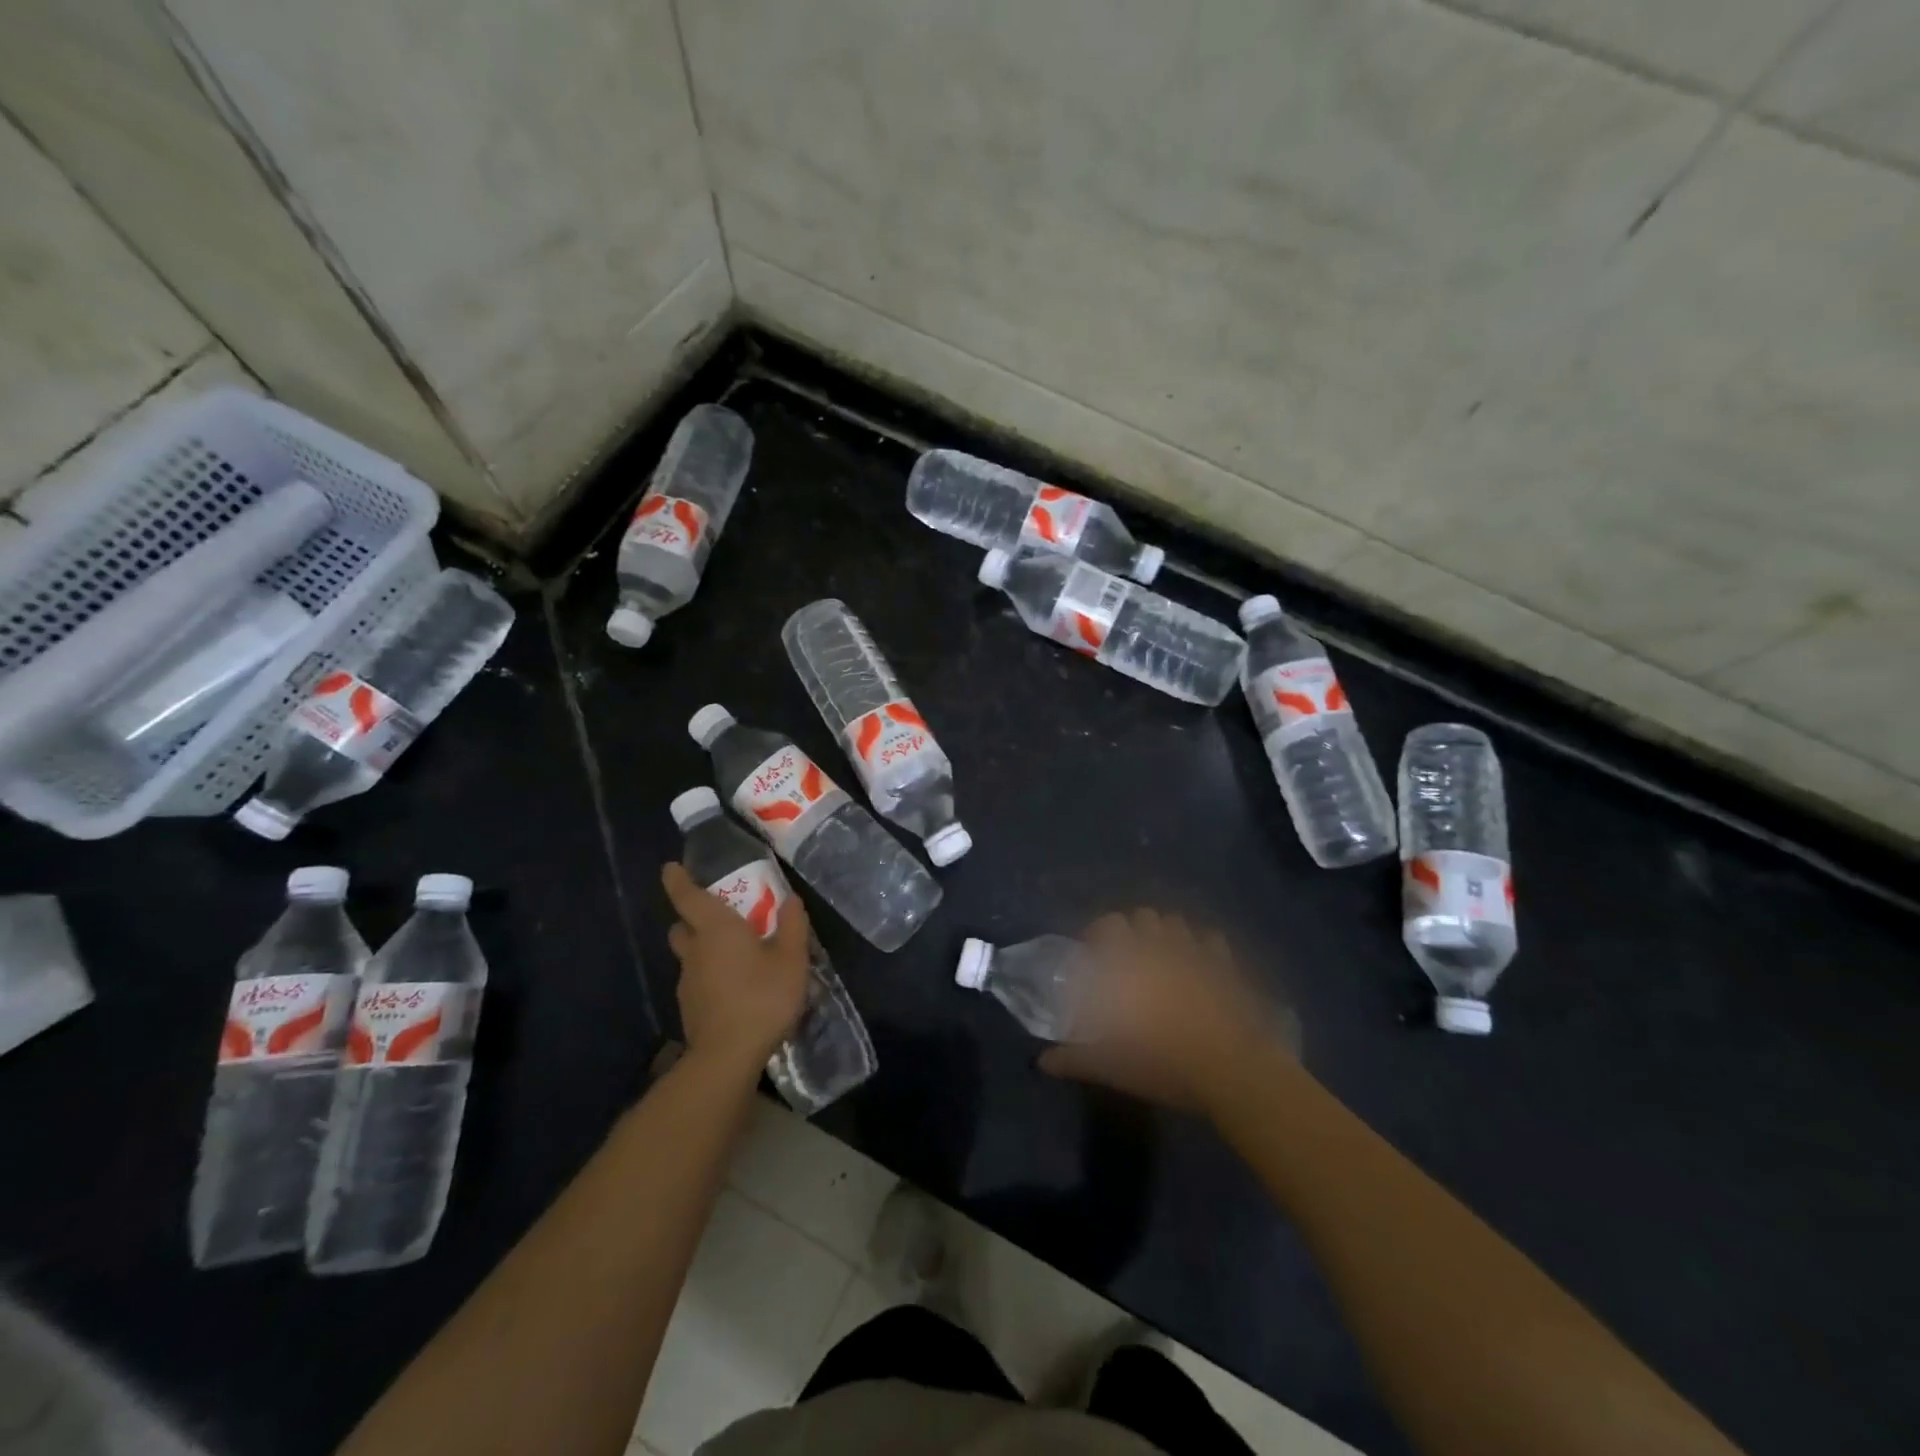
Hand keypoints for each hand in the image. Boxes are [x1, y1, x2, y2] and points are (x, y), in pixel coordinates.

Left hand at [661, 862, 812, 1075]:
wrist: (728, 1056)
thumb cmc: (762, 997)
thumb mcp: (792, 959)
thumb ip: (793, 926)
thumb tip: (790, 899)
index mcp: (716, 929)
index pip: (687, 897)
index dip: (677, 880)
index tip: (670, 868)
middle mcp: (695, 950)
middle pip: (682, 927)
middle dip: (692, 919)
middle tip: (718, 918)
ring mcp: (688, 982)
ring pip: (690, 956)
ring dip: (704, 951)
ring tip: (735, 958)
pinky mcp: (690, 1009)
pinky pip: (698, 981)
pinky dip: (710, 977)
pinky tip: (734, 989)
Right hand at [1039, 909, 1300, 1114]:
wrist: (1231, 1070)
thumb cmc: (1163, 1063)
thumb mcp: (1111, 1066)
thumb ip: (1075, 1058)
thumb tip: (1044, 1061)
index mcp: (1128, 961)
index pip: (1108, 925)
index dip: (1099, 934)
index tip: (1094, 954)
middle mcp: (1159, 945)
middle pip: (1141, 916)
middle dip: (1132, 930)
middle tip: (1126, 957)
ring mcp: (1195, 950)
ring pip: (1174, 922)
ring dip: (1164, 933)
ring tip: (1161, 958)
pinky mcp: (1225, 963)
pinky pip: (1210, 939)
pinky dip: (1201, 946)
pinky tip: (1199, 965)